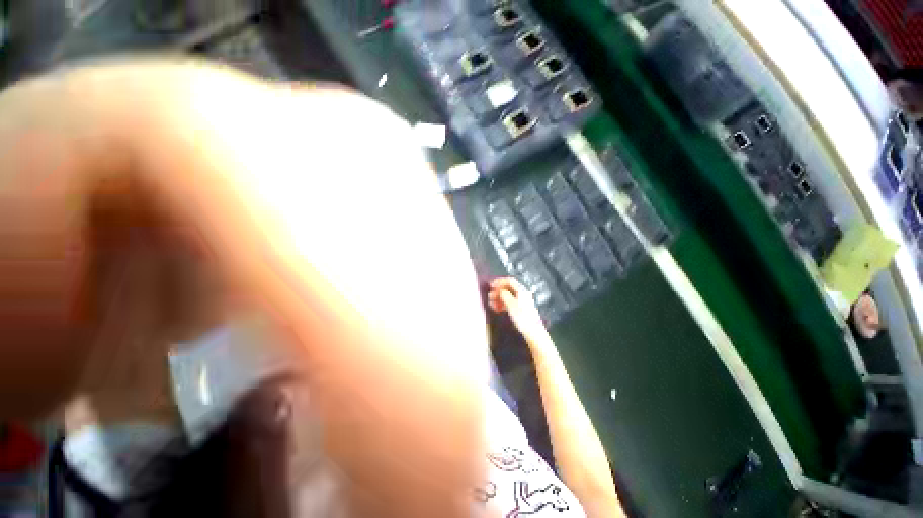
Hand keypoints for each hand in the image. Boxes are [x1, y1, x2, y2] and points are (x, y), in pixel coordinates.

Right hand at [487, 277, 546, 340]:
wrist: (533, 332)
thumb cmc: (523, 318)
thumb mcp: (511, 305)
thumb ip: (504, 295)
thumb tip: (500, 290)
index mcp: (521, 291)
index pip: (510, 281)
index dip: (499, 282)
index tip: (491, 285)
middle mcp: (523, 294)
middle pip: (508, 288)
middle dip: (498, 291)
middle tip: (490, 296)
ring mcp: (522, 302)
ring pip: (508, 296)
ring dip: (499, 298)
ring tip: (491, 304)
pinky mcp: (521, 309)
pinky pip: (510, 303)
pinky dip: (502, 304)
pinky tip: (497, 309)